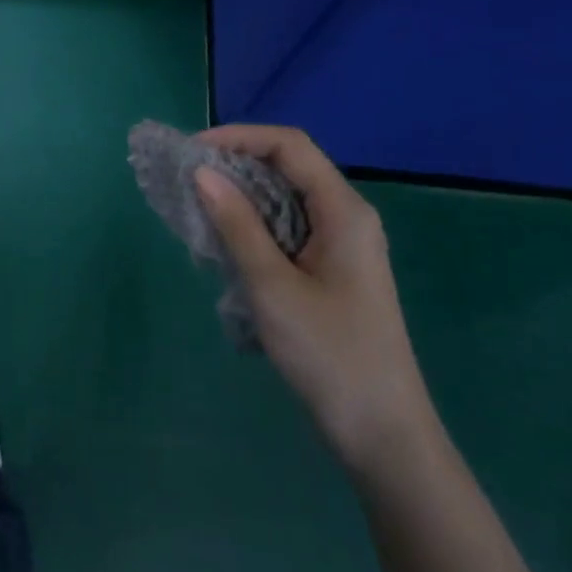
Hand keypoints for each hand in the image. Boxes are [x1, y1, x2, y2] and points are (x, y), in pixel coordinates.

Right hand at [194, 125, 433, 474]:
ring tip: (198, 208)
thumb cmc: (330, 354)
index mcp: (344, 210)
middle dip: (237, 165)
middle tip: (188, 179)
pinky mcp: (333, 271)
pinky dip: (255, 226)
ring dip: (243, 198)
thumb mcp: (273, 287)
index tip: (193, 151)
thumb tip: (203, 174)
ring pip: (286, 200)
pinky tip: (226, 244)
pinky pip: (289, 230)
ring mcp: (342, 245)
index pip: (289, 146)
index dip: (239, 137)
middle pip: (289, 168)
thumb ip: (237, 225)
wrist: (383, 434)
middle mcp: (347, 217)